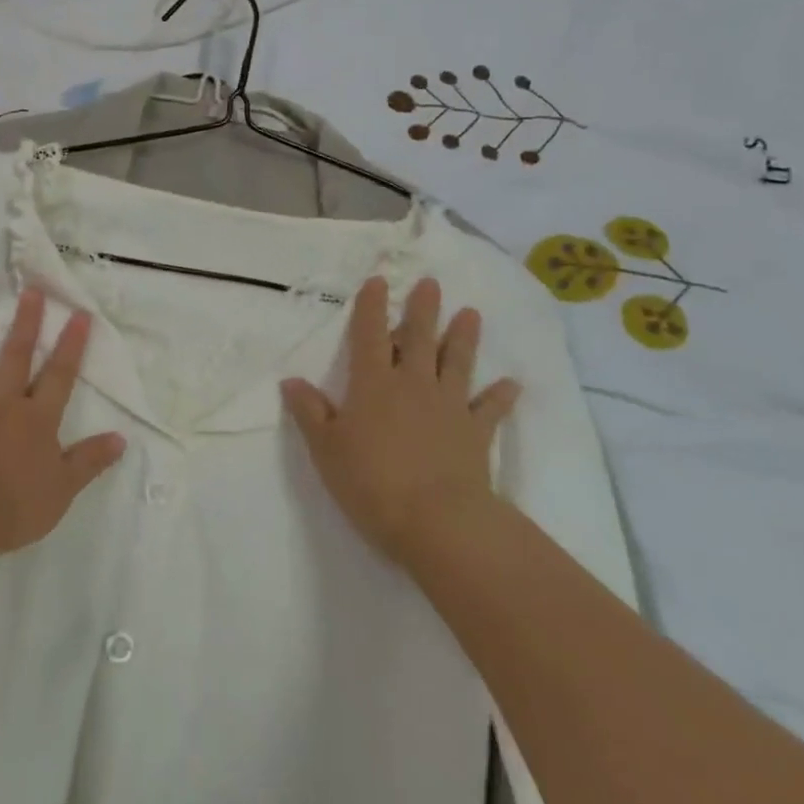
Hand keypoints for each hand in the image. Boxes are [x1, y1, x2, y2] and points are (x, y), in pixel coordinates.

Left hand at [0, 288, 126, 564]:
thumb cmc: (13, 507)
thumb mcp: (63, 490)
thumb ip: (89, 460)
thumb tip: (121, 437)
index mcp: (36, 420)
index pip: (60, 375)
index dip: (71, 344)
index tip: (79, 313)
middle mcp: (1, 407)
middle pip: (15, 358)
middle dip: (25, 324)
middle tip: (30, 292)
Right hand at [281, 276, 519, 569]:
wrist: (437, 522)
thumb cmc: (372, 483)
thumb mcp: (326, 450)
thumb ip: (310, 413)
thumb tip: (291, 381)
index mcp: (373, 385)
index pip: (368, 336)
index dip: (371, 307)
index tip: (378, 280)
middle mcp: (413, 385)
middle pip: (418, 338)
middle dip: (422, 309)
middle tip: (432, 283)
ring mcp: (449, 407)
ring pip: (456, 363)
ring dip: (463, 338)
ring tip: (471, 313)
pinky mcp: (476, 434)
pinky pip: (490, 409)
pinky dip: (501, 396)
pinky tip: (512, 384)